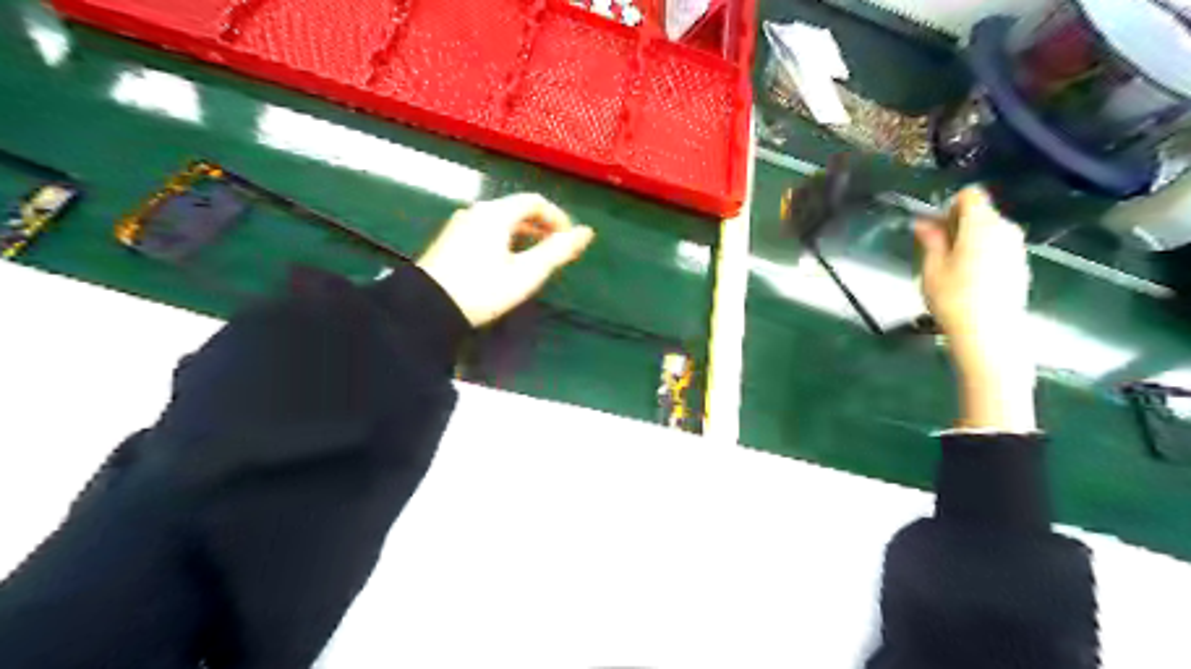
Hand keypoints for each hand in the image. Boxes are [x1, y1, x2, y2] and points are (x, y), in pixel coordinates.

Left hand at [417, 192, 594, 325]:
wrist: (428, 308)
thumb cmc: (483, 289)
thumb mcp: (526, 273)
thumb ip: (557, 251)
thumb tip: (587, 233)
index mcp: (496, 213)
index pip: (534, 201)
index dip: (556, 216)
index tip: (569, 238)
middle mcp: (476, 211)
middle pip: (515, 209)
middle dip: (540, 225)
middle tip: (555, 247)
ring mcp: (459, 224)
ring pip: (499, 220)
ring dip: (522, 232)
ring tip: (533, 256)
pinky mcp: (449, 240)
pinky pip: (485, 229)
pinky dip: (504, 238)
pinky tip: (505, 261)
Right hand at [915, 188, 1037, 431]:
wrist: (989, 335)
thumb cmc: (954, 299)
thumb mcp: (932, 268)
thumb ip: (931, 240)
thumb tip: (924, 222)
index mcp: (982, 225)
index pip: (971, 195)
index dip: (950, 206)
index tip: (936, 229)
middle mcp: (1006, 230)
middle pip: (981, 213)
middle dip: (958, 225)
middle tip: (936, 252)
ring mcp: (1016, 249)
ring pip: (990, 232)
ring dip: (970, 241)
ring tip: (950, 269)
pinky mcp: (1020, 267)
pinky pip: (998, 249)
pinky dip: (983, 255)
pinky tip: (969, 282)